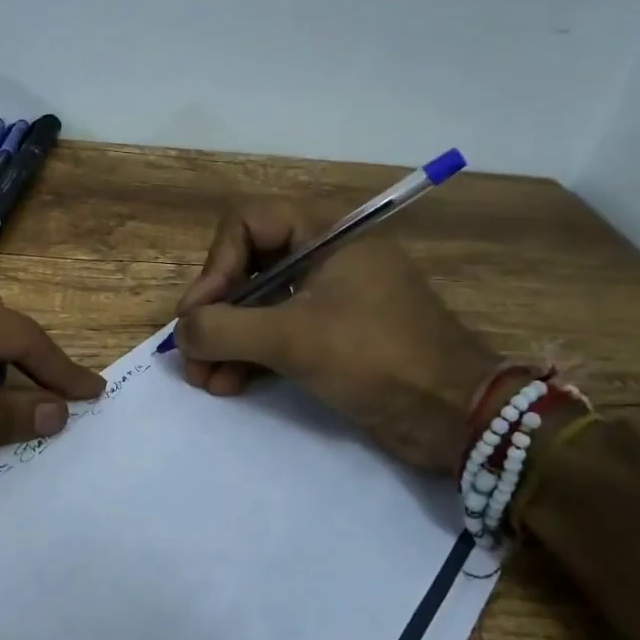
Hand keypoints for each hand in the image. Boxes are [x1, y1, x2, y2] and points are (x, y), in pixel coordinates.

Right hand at [172, 199, 497, 471]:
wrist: (457, 415)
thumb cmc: (376, 357)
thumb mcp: (292, 338)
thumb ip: (224, 328)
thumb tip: (182, 332)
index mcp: (325, 232)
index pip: (246, 224)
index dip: (214, 266)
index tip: (198, 314)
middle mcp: (325, 255)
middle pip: (247, 266)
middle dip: (215, 313)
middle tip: (192, 354)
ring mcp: (330, 297)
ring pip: (260, 305)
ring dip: (226, 340)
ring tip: (203, 380)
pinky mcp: (334, 335)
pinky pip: (279, 333)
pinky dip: (251, 356)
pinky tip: (228, 385)